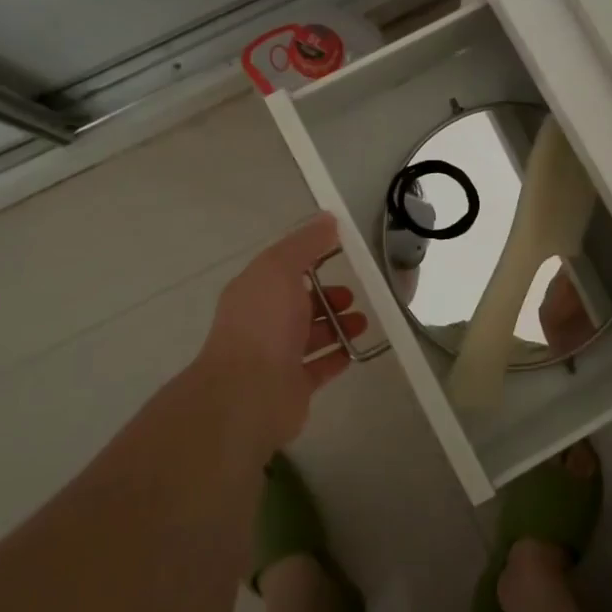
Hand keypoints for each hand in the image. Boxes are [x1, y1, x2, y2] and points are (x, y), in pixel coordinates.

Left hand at [191, 214, 368, 453]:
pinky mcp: (292, 386)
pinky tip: (355, 350)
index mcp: (254, 291)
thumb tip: (327, 218)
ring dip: (337, 326)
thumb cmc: (263, 323)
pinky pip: (319, 367)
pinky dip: (337, 356)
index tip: (340, 254)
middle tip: (353, 296)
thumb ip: (305, 244)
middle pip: (299, 304)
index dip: (311, 260)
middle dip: (327, 297)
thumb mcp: (280, 268)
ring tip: (363, 322)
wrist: (249, 393)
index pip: (283, 269)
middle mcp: (262, 322)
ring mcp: (276, 357)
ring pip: (311, 335)